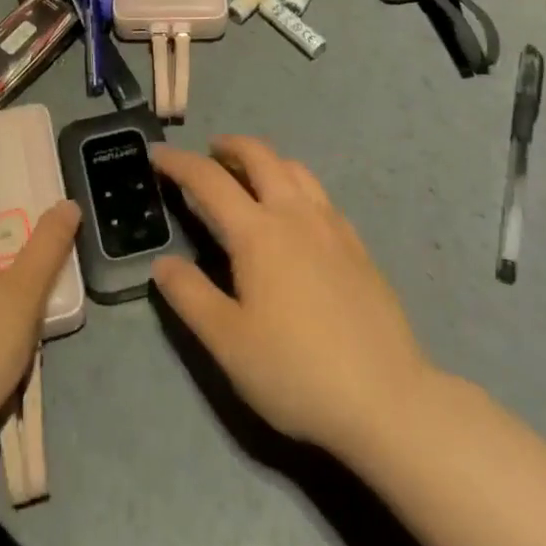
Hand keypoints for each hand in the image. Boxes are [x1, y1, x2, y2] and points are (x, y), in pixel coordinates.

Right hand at [151, 136, 430, 460]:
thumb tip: (163, 263)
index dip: (179, 162)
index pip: (209, 180)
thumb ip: (190, 296)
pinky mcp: (357, 245)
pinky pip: (320, 194)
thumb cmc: (297, 371)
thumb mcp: (228, 342)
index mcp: (258, 233)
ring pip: (295, 169)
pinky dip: (295, 185)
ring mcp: (332, 226)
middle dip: (230, 146)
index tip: (158, 154)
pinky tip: (295, 214)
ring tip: (250, 176)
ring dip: (265, 160)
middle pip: (260, 156)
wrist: (387, 399)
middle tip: (209, 153)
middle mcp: (295, 214)